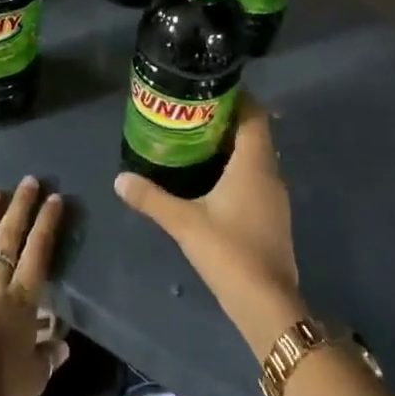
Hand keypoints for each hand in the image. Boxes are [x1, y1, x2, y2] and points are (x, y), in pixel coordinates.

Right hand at [115, 96, 307, 359]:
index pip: (254, 114)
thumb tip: (119, 178)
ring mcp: (275, 197)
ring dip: (232, 146)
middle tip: (193, 114)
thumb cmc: (229, 252)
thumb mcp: (184, 222)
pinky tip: (212, 180)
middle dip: (227, 120)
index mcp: (254, 164)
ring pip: (256, 157)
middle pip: (255, 133)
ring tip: (197, 141)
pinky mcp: (273, 216)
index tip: (208, 90)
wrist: (267, 305)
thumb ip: (151, 198)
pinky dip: (237, 169)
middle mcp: (270, 173)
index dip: (236, 98)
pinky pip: (256, 178)